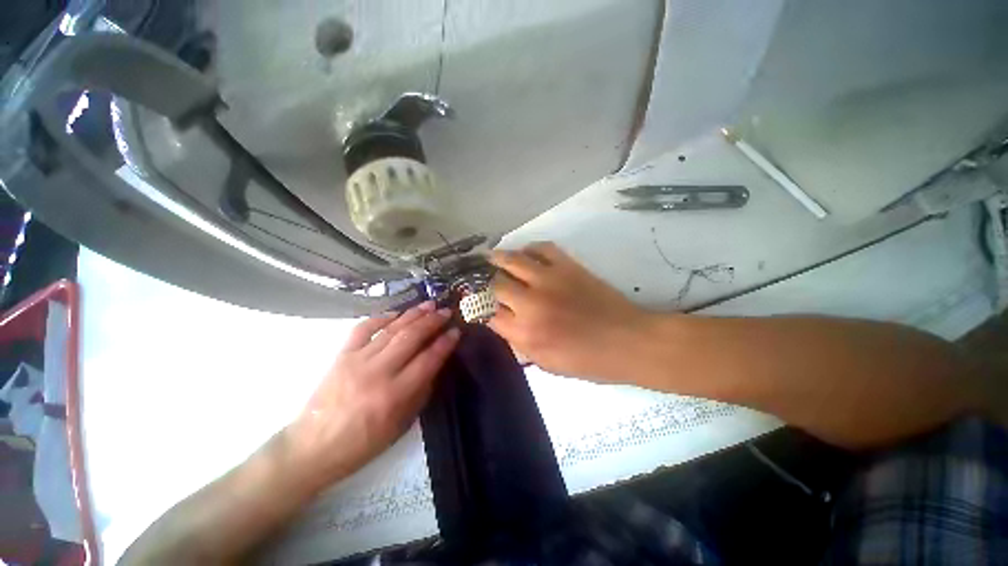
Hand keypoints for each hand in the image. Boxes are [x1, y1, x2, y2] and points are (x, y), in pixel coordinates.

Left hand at [285, 302, 459, 486]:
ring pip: (391, 329)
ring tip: (429, 304)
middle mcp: (377, 373)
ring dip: (412, 314)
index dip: (445, 343)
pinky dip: (381, 317)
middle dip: (432, 321)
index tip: (456, 331)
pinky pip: (362, 329)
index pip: (428, 360)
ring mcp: (356, 361)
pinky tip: (396, 313)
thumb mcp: (401, 425)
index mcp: (394, 395)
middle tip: (446, 311)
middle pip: (411, 338)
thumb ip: (421, 392)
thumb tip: (435, 364)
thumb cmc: (362, 443)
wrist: (312, 447)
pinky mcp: (341, 356)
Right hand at [488, 242, 650, 380]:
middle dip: (487, 285)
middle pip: (496, 285)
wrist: (629, 341)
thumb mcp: (548, 364)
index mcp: (526, 333)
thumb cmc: (590, 361)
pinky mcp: (567, 266)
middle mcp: (531, 303)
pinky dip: (530, 248)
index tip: (479, 306)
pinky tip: (525, 253)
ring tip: (491, 258)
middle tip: (484, 281)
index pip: (489, 315)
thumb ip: (521, 344)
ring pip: (512, 260)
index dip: (481, 310)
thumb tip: (504, 323)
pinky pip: (542, 248)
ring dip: (498, 258)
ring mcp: (549, 280)